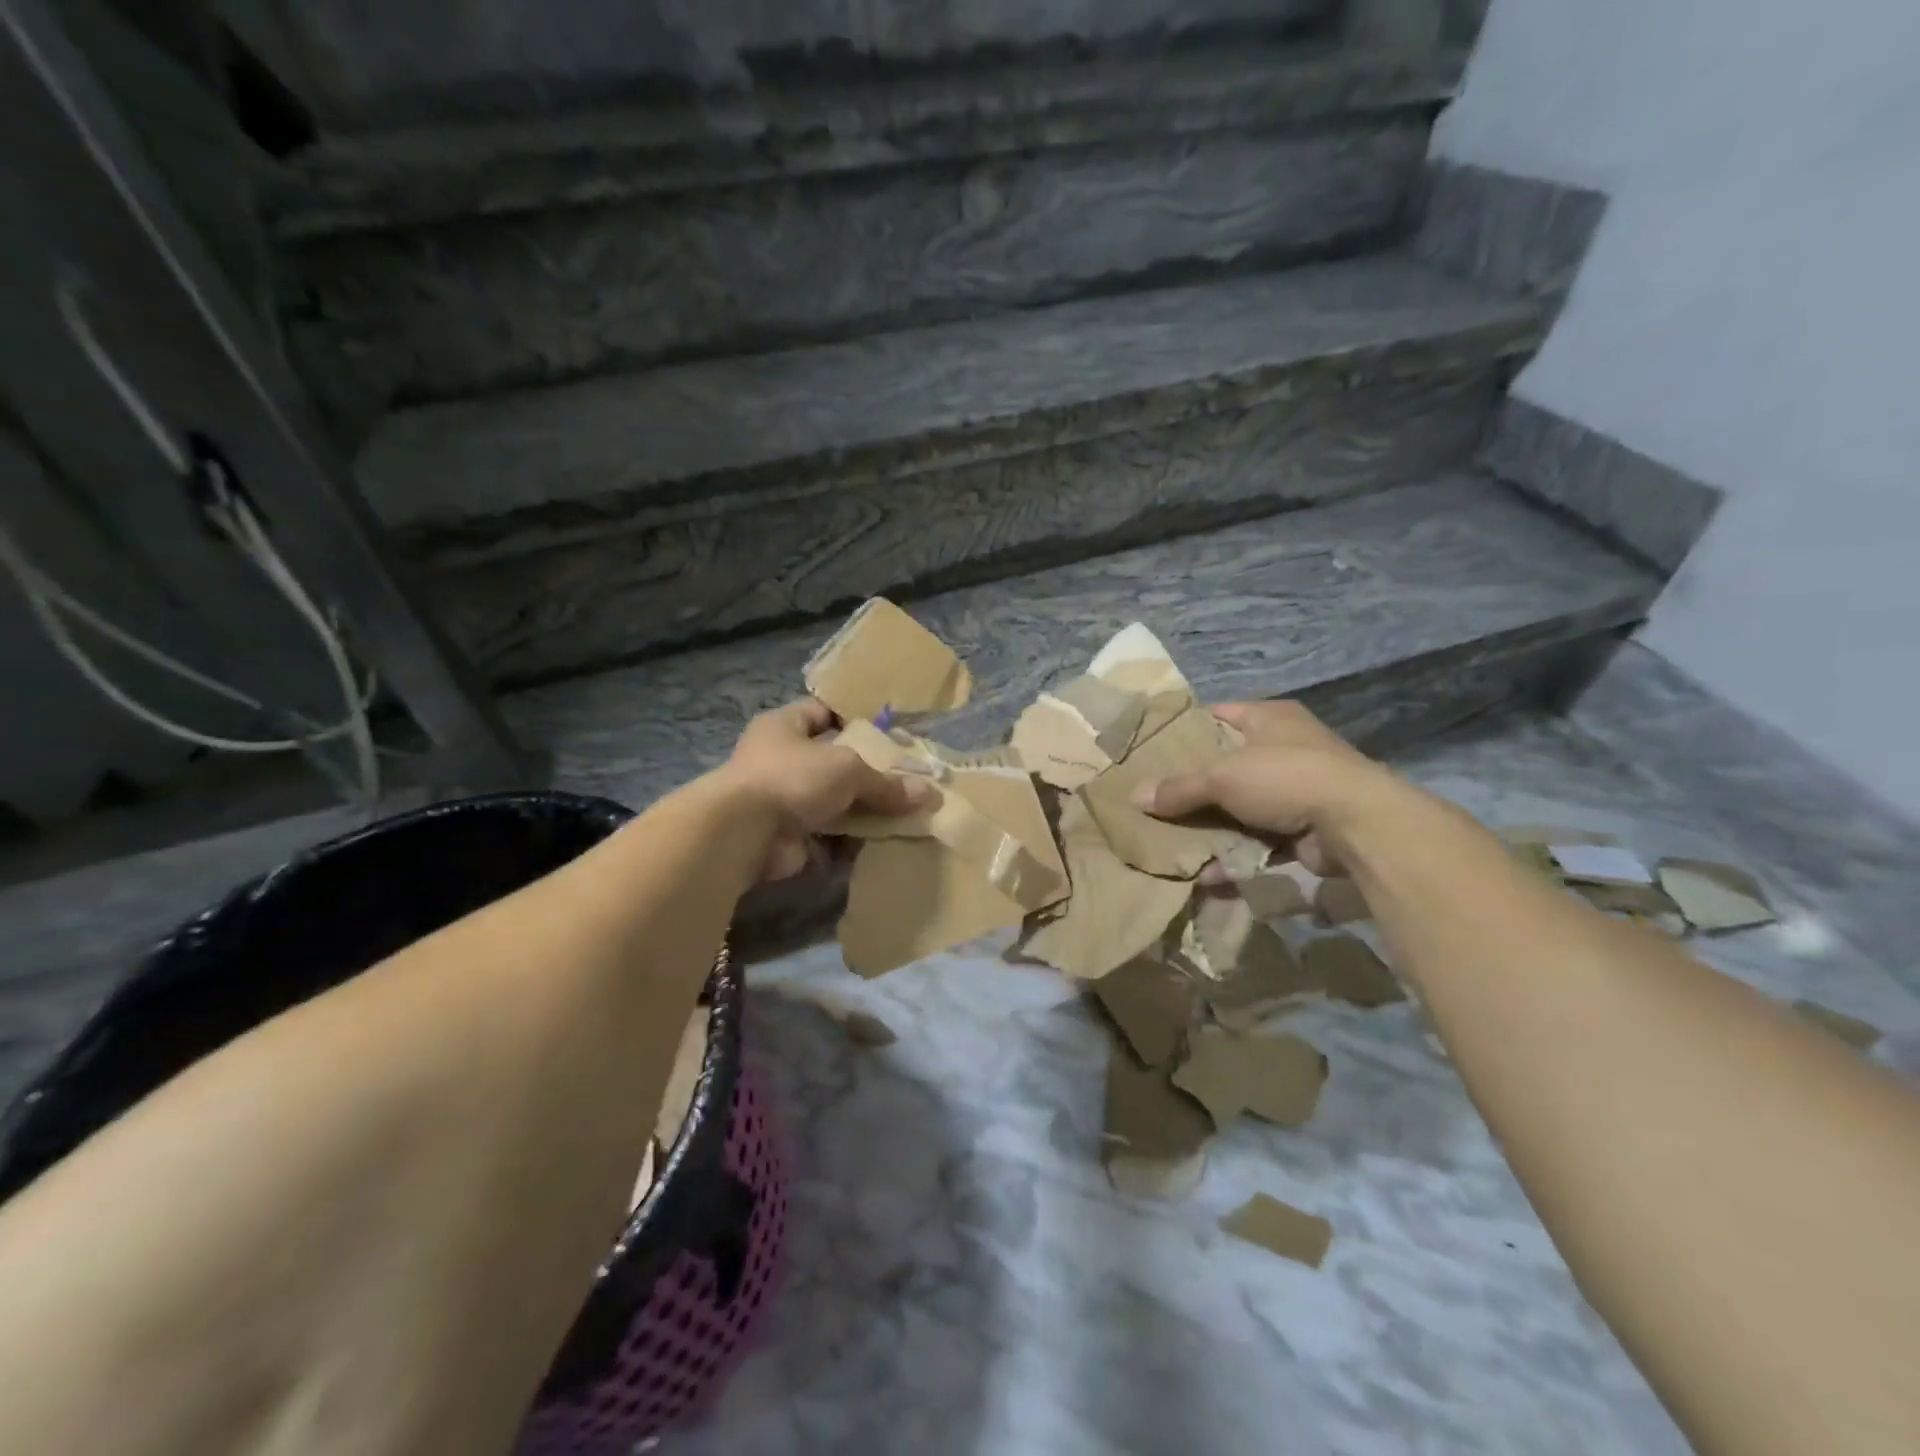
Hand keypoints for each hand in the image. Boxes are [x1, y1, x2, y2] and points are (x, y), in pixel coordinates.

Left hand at [719, 699, 931, 880]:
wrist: (744, 834)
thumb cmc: (792, 778)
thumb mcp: (848, 769)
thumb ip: (886, 782)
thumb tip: (929, 795)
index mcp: (785, 726)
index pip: (823, 712)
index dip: (854, 718)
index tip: (890, 730)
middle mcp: (780, 759)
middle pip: (833, 761)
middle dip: (867, 773)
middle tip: (907, 778)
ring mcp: (782, 799)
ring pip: (833, 801)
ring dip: (862, 809)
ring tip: (905, 812)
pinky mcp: (788, 836)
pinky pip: (828, 834)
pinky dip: (851, 838)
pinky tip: (884, 839)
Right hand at [1131, 701, 1402, 875]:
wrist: (1356, 825)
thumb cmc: (1284, 777)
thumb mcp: (1221, 777)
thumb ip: (1178, 788)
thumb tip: (1135, 797)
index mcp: (1269, 718)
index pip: (1219, 715)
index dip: (1187, 730)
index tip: (1153, 749)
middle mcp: (1284, 749)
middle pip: (1225, 765)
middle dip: (1192, 786)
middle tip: (1154, 800)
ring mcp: (1295, 791)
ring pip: (1239, 808)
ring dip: (1210, 827)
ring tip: (1170, 842)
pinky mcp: (1302, 830)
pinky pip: (1257, 842)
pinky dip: (1234, 856)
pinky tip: (1204, 875)